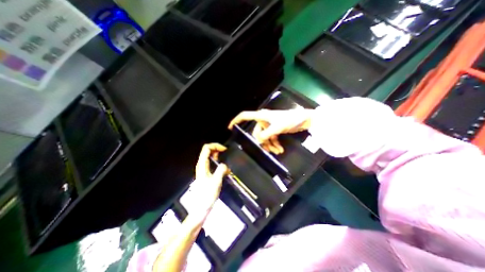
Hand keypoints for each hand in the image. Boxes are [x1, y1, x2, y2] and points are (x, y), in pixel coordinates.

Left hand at [190, 143, 227, 219]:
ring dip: (218, 156)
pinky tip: (223, 168)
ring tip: (225, 160)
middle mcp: (201, 165)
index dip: (216, 146)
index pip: (207, 148)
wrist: (201, 207)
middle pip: (207, 150)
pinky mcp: (206, 173)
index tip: (224, 149)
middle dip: (217, 149)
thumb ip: (221, 170)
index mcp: (202, 165)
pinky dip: (218, 162)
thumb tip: (225, 165)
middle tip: (225, 153)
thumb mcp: (216, 182)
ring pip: (209, 156)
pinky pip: (212, 163)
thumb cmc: (207, 195)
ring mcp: (203, 169)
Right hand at [229, 109, 314, 154]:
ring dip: (270, 145)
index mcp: (261, 116)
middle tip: (270, 150)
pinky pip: (271, 138)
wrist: (304, 120)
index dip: (236, 121)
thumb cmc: (290, 119)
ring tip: (278, 152)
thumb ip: (266, 134)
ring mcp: (269, 126)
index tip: (230, 128)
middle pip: (257, 133)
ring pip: (264, 137)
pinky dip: (274, 144)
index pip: (245, 116)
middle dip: (263, 142)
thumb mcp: (277, 127)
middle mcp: (263, 120)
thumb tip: (258, 140)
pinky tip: (280, 149)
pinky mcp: (275, 130)